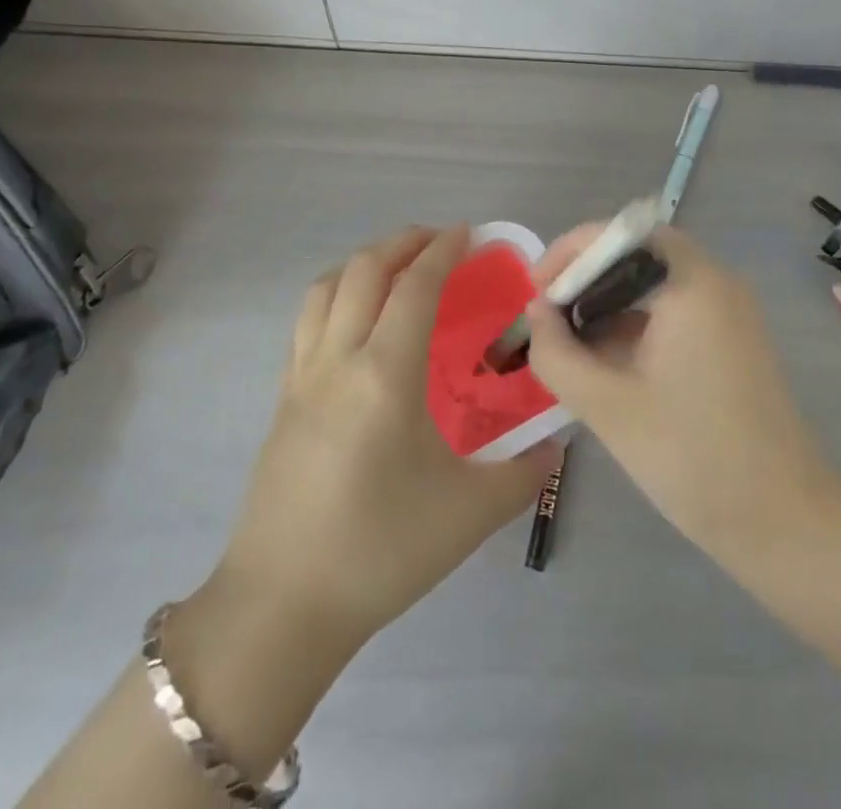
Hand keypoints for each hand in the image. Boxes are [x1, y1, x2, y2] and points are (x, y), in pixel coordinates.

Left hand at [211, 225, 560, 651]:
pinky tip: (359, 321)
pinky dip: (337, 294)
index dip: (442, 251)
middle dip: (402, 242)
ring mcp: (302, 376)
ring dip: (364, 262)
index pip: (414, 287)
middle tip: (438, 242)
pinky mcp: (283, 397)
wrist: (283, 605)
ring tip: (397, 268)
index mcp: (384, 374)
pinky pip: (308, 320)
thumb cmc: (380, 550)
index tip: (468, 234)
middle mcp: (338, 359)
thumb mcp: (469, 513)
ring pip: (326, 288)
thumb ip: (524, 472)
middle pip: (364, 270)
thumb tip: (557, 445)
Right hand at [525, 224, 830, 549]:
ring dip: (608, 305)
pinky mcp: (732, 341)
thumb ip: (557, 352)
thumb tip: (536, 312)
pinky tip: (606, 365)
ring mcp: (729, 312)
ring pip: (654, 285)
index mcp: (692, 284)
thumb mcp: (607, 406)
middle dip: (586, 279)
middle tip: (548, 317)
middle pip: (637, 255)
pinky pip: (674, 312)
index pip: (622, 233)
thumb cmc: (692, 456)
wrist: (784, 522)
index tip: (539, 289)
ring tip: (568, 345)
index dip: (573, 251)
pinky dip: (635, 326)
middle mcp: (716, 283)